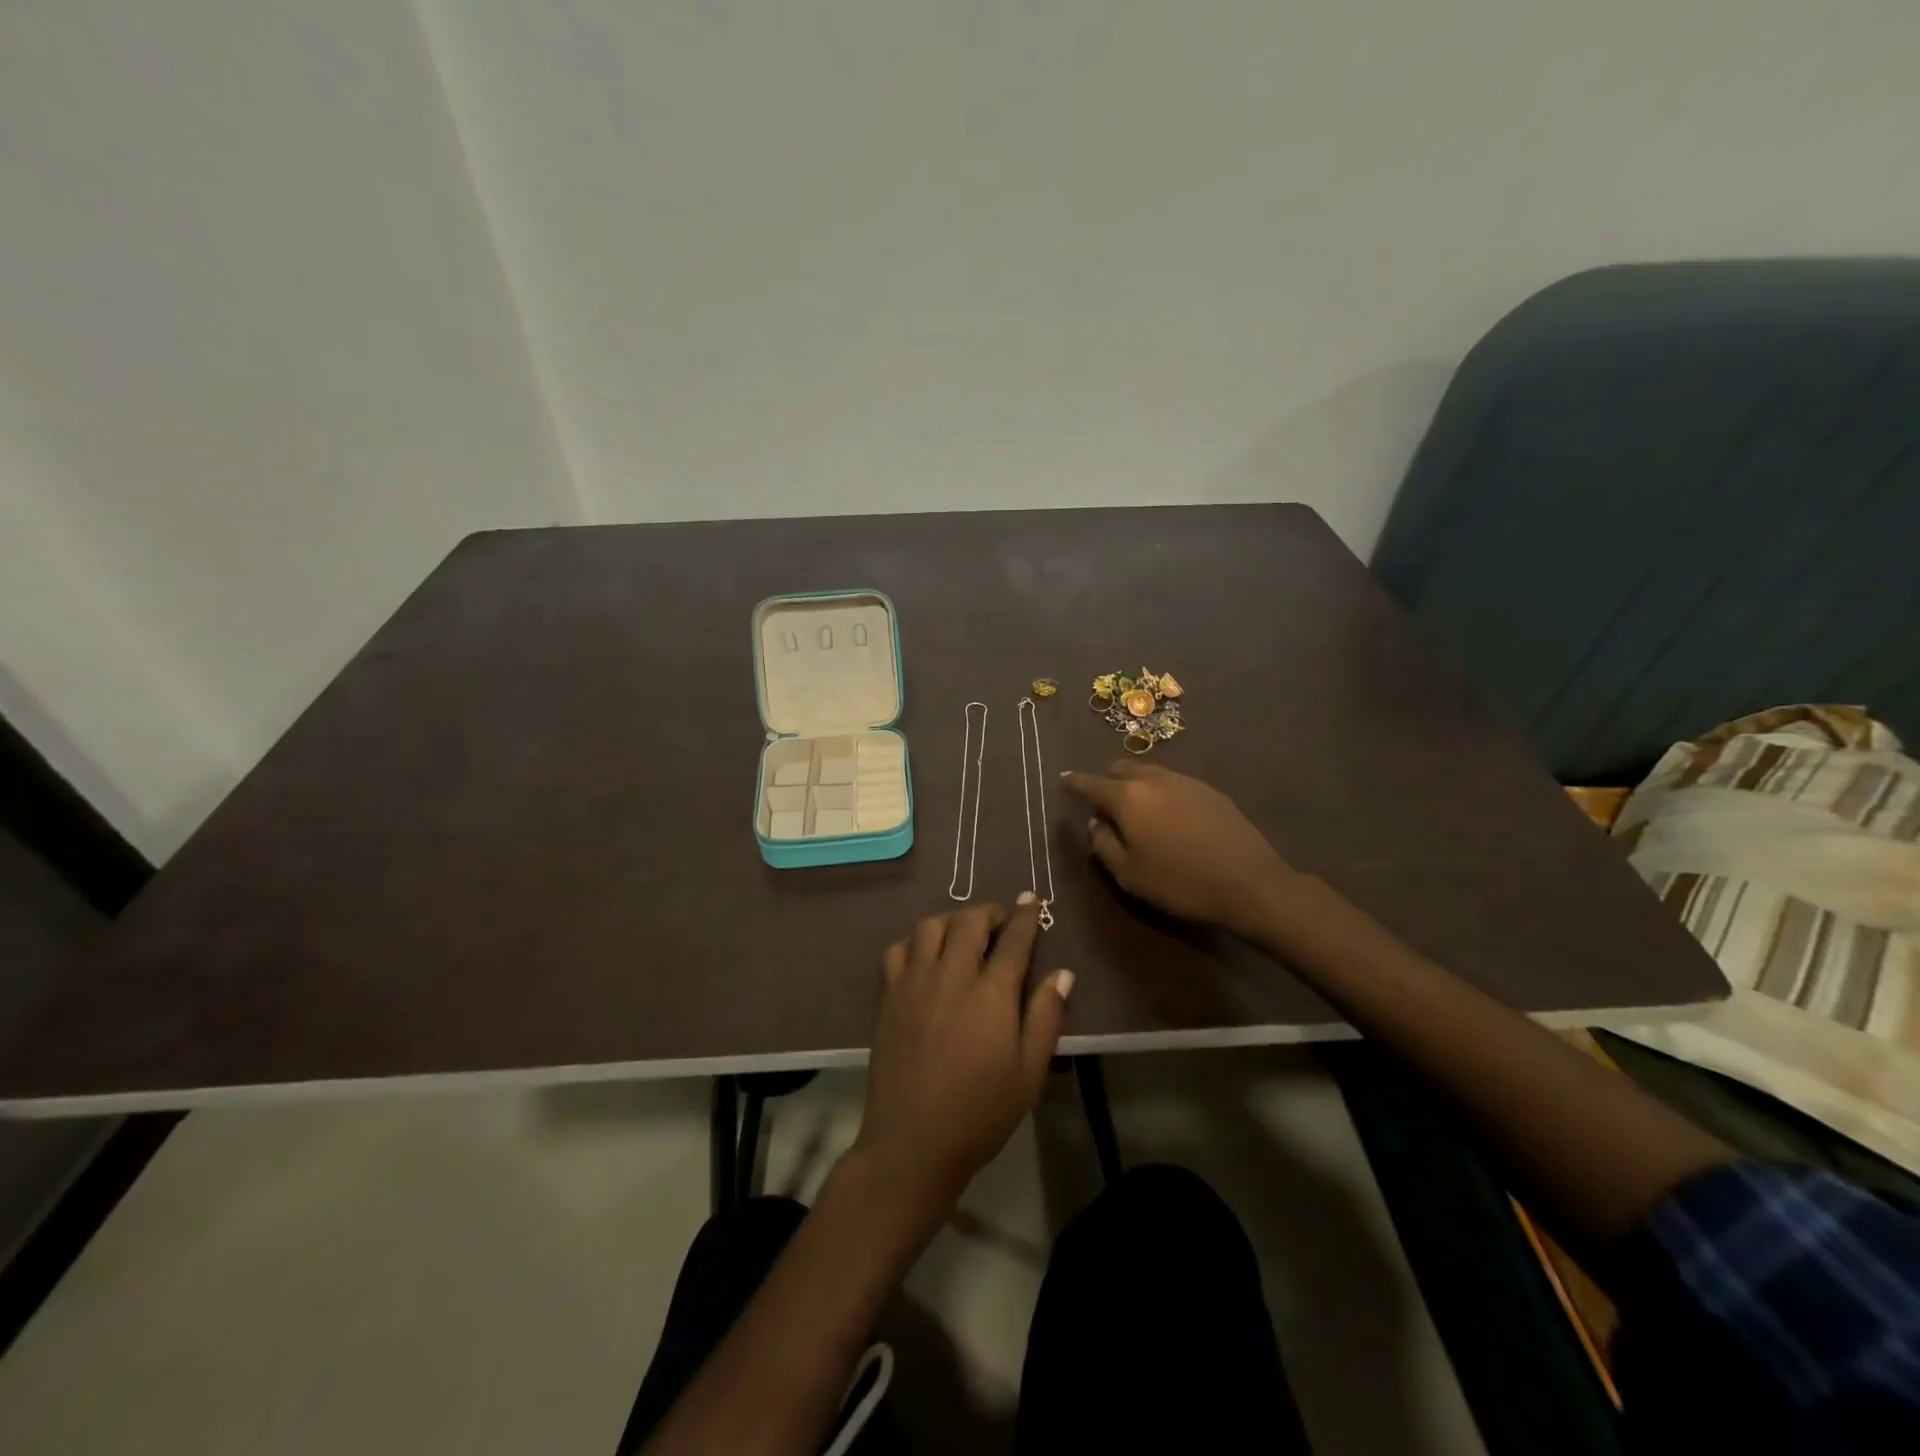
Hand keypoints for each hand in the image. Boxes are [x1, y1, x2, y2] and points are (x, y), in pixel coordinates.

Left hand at [854, 898, 1072, 1221]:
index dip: (1025, 916)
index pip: (1013, 940)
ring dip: (952, 920)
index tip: (1031, 899)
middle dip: (989, 912)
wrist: (913, 1141)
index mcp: (991, 994)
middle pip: (969, 921)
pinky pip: (899, 950)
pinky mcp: (890, 996)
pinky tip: (926, 957)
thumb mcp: (1029, 1073)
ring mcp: (915, 983)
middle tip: (1000, 921)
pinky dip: (915, 942)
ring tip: (963, 934)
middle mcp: (952, 976)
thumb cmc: (980, 1112)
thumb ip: (1045, 1017)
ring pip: (930, 926)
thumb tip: (1062, 974)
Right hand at [1060, 762, 1299, 939]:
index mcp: (1128, 798)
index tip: (1063, 780)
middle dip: (1107, 781)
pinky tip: (1170, 817)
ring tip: (1138, 811)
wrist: (1249, 883)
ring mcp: (1186, 781)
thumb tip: (1097, 825)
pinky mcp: (1211, 791)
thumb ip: (1104, 845)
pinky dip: (1161, 792)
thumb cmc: (1180, 883)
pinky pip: (1174, 783)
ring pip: (1150, 772)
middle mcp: (1154, 779)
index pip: (1091, 783)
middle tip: (1105, 805)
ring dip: (1136, 785)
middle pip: (1121, 769)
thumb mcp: (1129, 875)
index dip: (1074, 782)